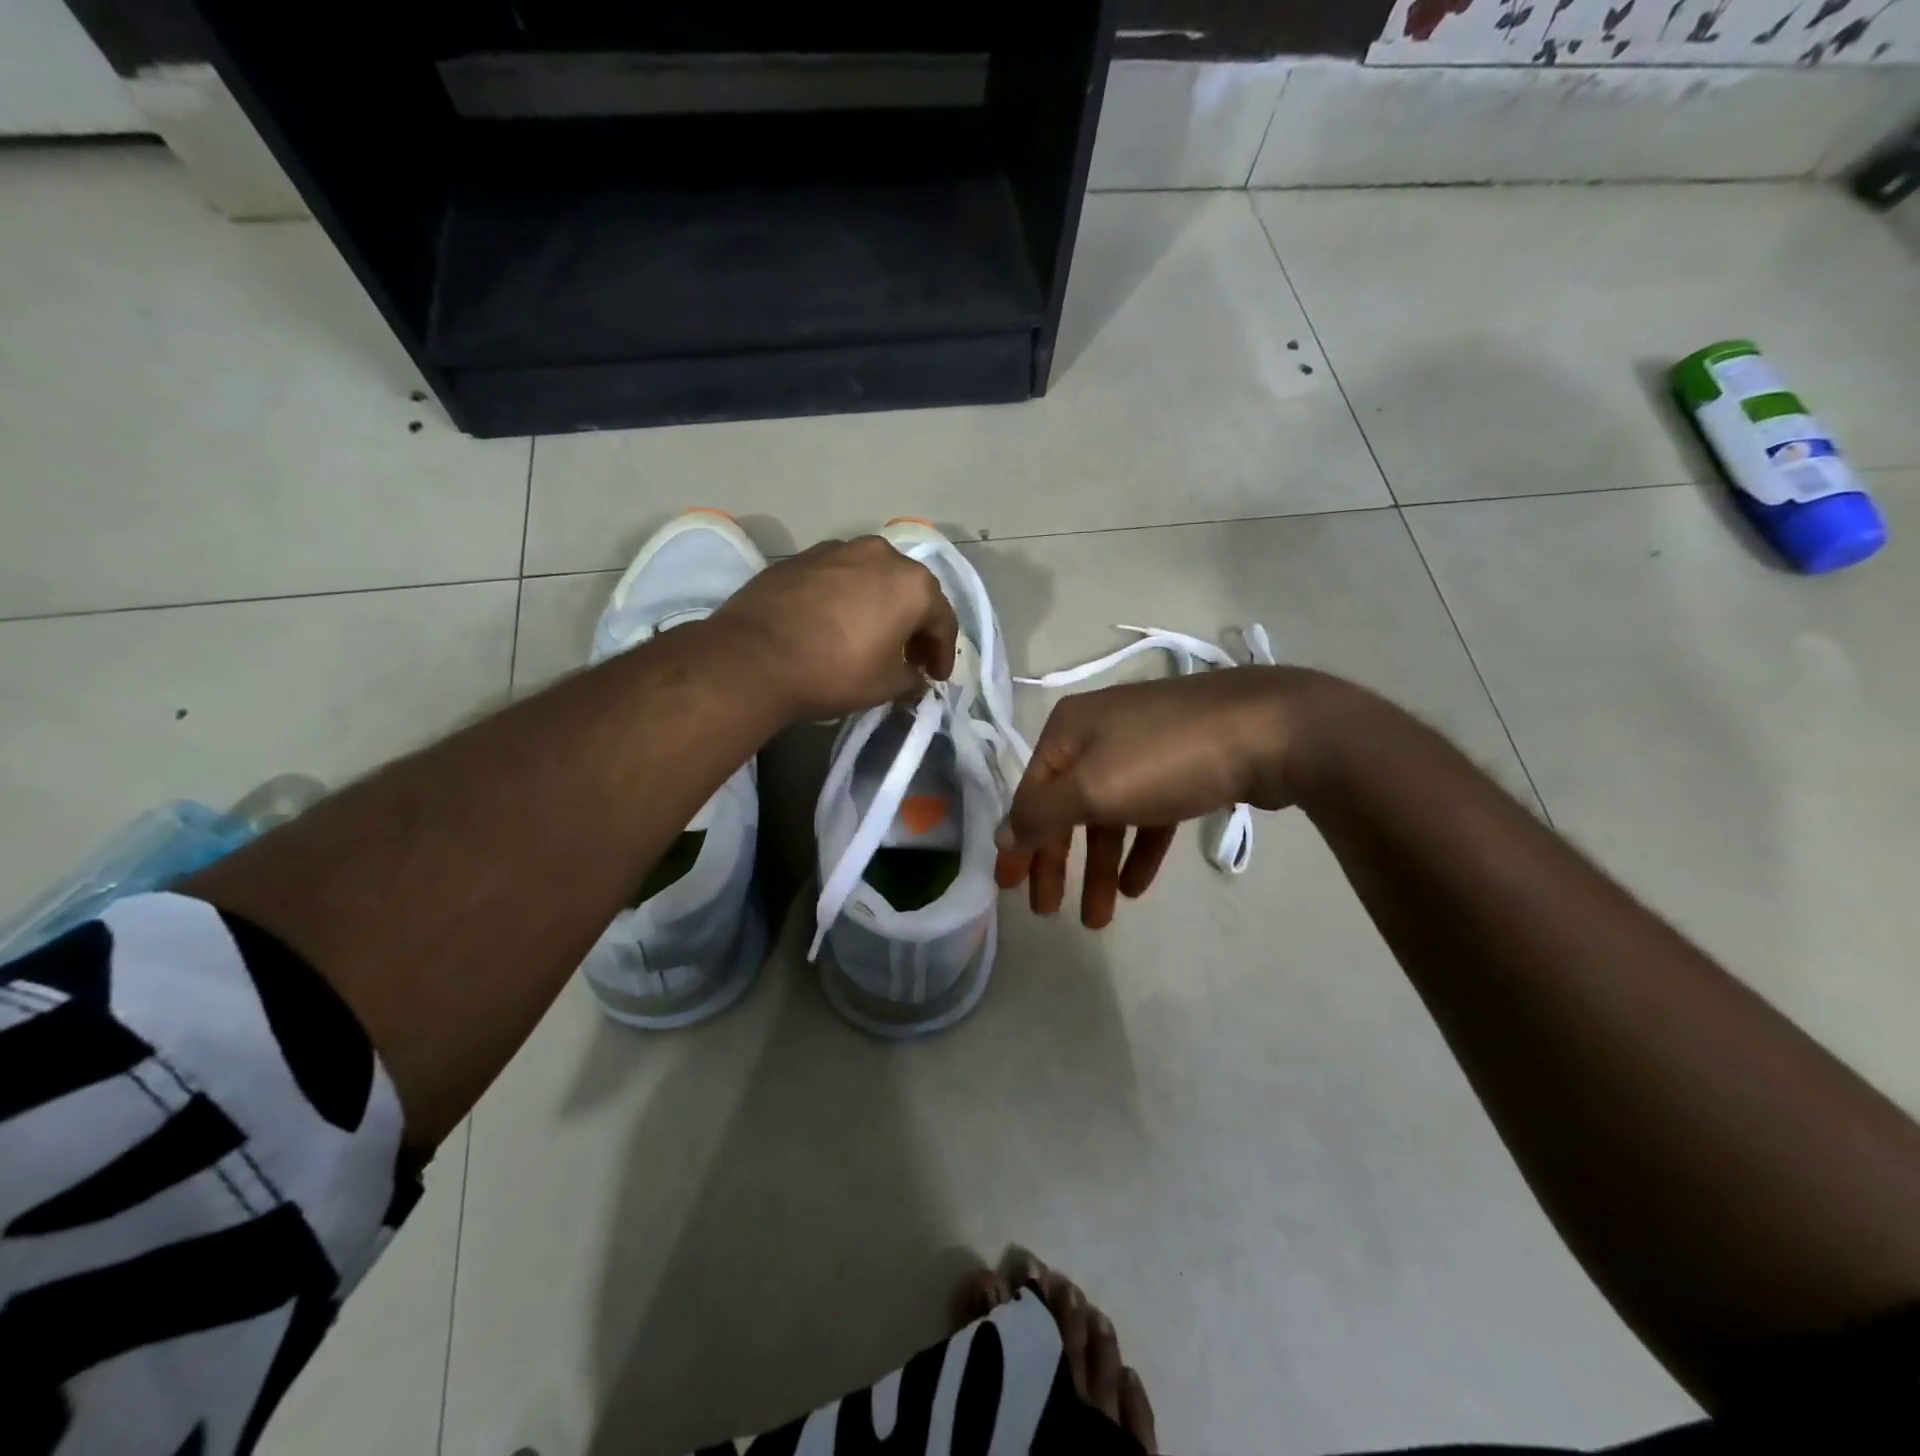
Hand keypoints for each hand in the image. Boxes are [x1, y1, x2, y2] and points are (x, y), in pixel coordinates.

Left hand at [707, 536, 958, 720]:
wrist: (754, 656)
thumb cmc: (835, 671)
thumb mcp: (886, 686)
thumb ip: (912, 679)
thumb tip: (915, 677)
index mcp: (912, 584)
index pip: (942, 620)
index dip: (943, 653)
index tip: (935, 677)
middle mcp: (881, 555)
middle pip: (910, 591)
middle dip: (914, 625)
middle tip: (910, 657)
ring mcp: (838, 550)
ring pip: (873, 579)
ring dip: (881, 607)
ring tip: (872, 638)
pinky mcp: (802, 557)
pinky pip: (839, 578)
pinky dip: (847, 599)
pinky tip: (835, 624)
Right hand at [995, 667, 1325, 927]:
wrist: (1270, 730)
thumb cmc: (1164, 759)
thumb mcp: (1091, 788)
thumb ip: (1040, 814)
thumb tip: (1003, 836)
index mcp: (1068, 730)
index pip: (1030, 794)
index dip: (1019, 844)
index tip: (1009, 890)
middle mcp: (1099, 734)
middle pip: (1066, 806)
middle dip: (1057, 861)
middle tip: (1048, 911)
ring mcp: (1145, 748)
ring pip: (1109, 815)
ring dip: (1099, 866)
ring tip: (1099, 918)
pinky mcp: (1184, 766)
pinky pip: (1148, 813)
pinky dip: (1139, 849)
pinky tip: (1137, 887)